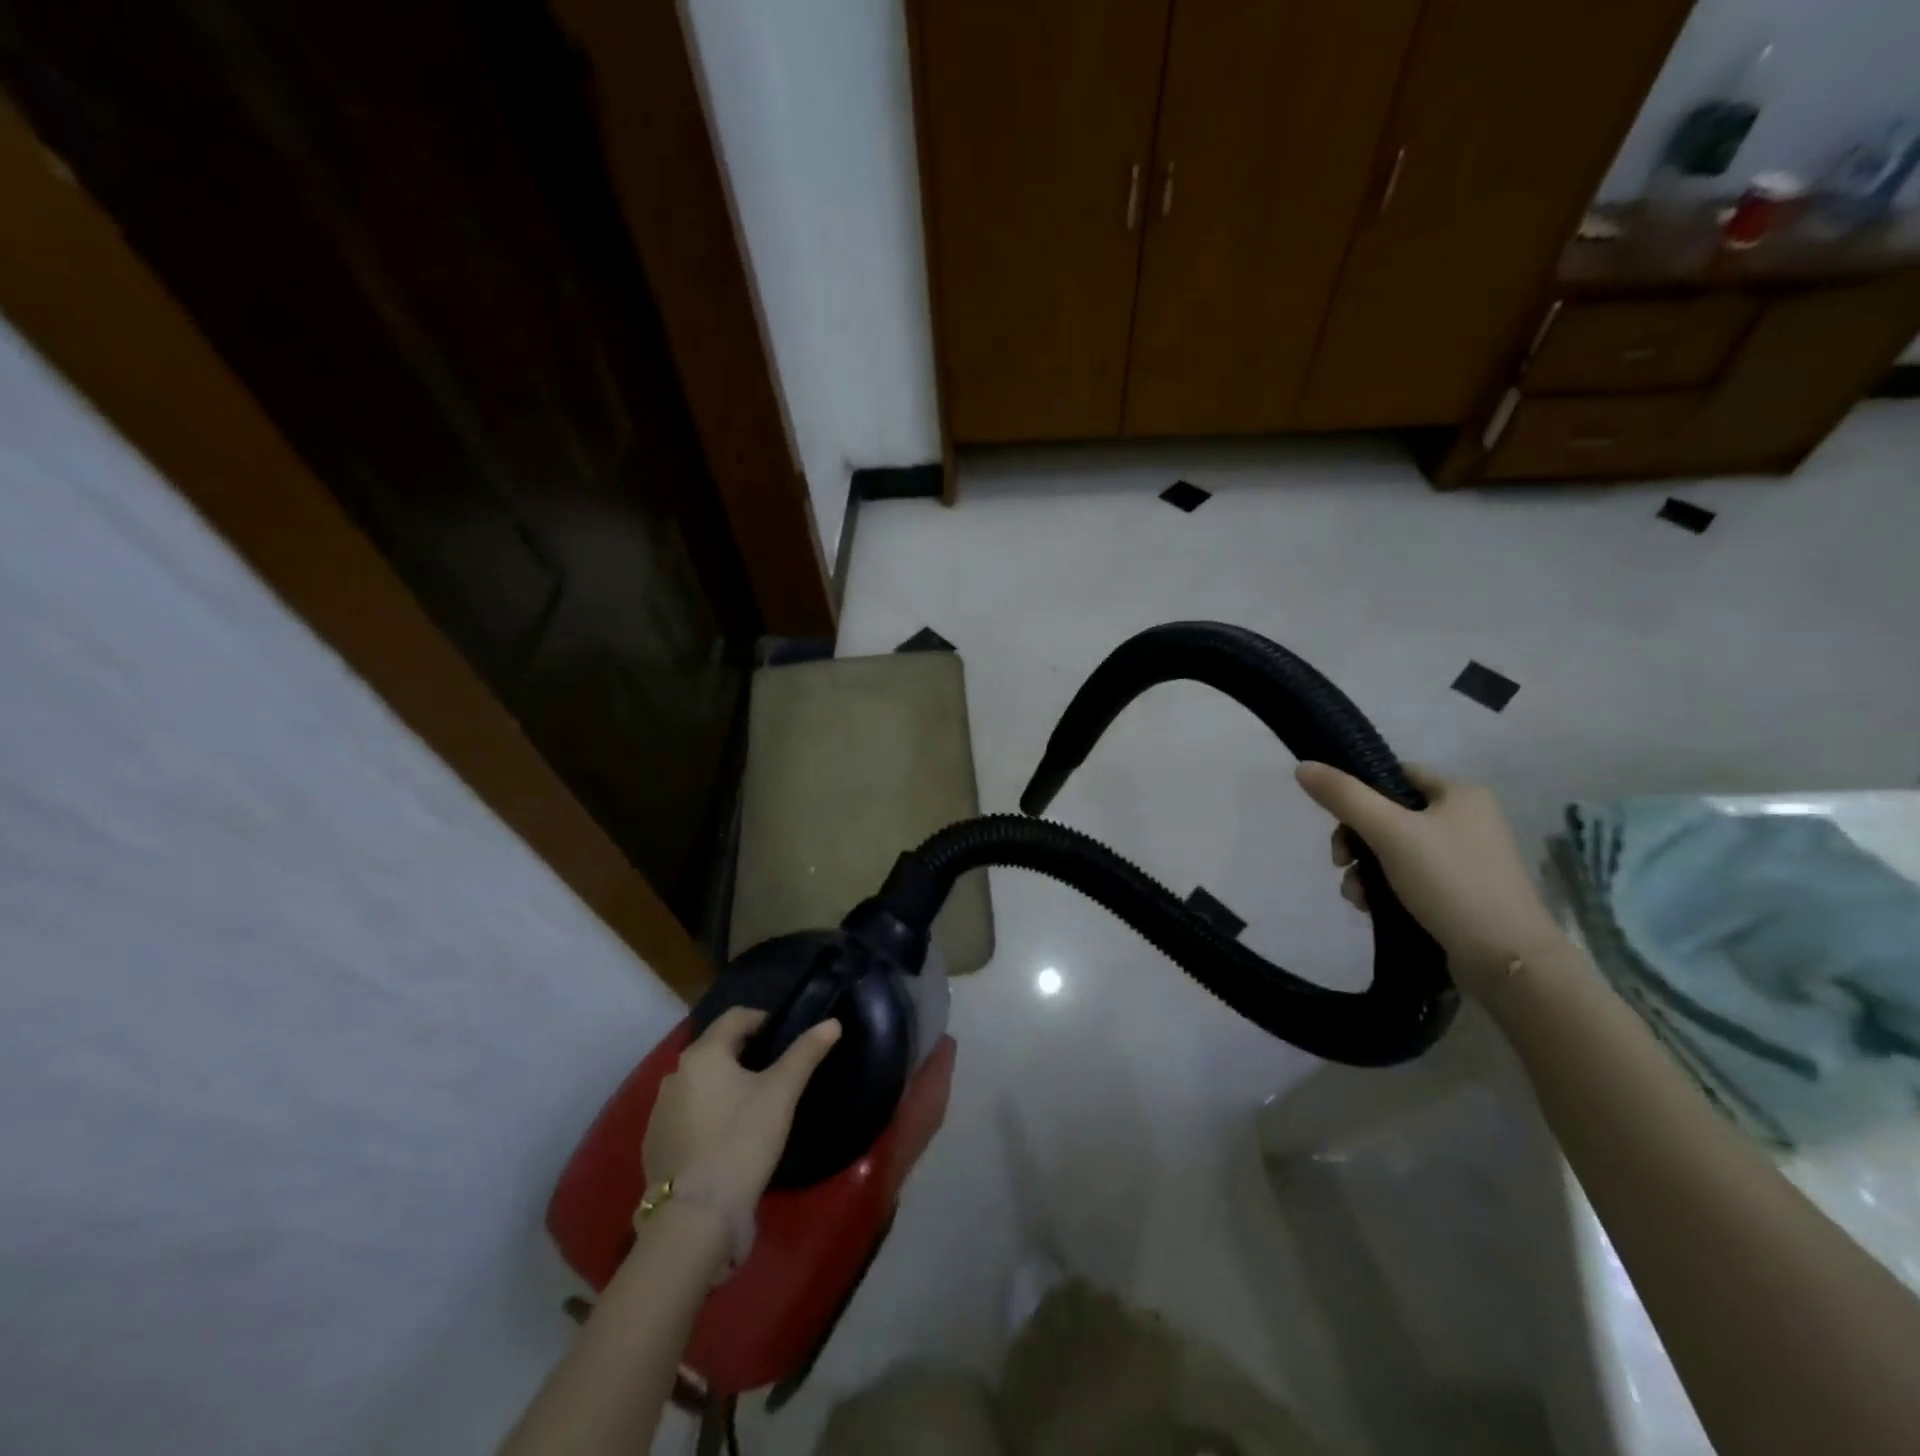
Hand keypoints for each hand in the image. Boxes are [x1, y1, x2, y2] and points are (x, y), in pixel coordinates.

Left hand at [643, 1009, 841, 1216]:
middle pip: (716, 1049)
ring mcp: (659, 1112)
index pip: (735, 1017)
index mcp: (702, 1054)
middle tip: (775, 1073)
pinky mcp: (655, 1145)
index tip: (785, 1038)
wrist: (695, 1217)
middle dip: (745, 1054)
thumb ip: (806, 1053)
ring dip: (724, 1085)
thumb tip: (832, 1023)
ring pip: (700, 1083)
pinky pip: (687, 1115)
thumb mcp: (781, 1093)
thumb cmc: (741, 1140)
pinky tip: (726, 1138)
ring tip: (753, 1106)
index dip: (763, 1020)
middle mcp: (674, 1075)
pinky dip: (707, 1115)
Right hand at [1294, 762, 1564, 997]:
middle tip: (1340, 863)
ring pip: (1393, 850)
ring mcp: (1466, 859)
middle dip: (1356, 841)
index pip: (1395, 775)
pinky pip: (1409, 877)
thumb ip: (1344, 796)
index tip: (1336, 820)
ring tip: (1356, 895)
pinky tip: (1370, 907)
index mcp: (1461, 794)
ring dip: (1364, 869)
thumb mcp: (1389, 832)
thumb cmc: (1449, 882)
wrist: (1505, 958)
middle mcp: (1468, 820)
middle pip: (1388, 815)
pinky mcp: (1461, 893)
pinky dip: (1383, 888)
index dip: (1359, 792)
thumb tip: (1303, 767)